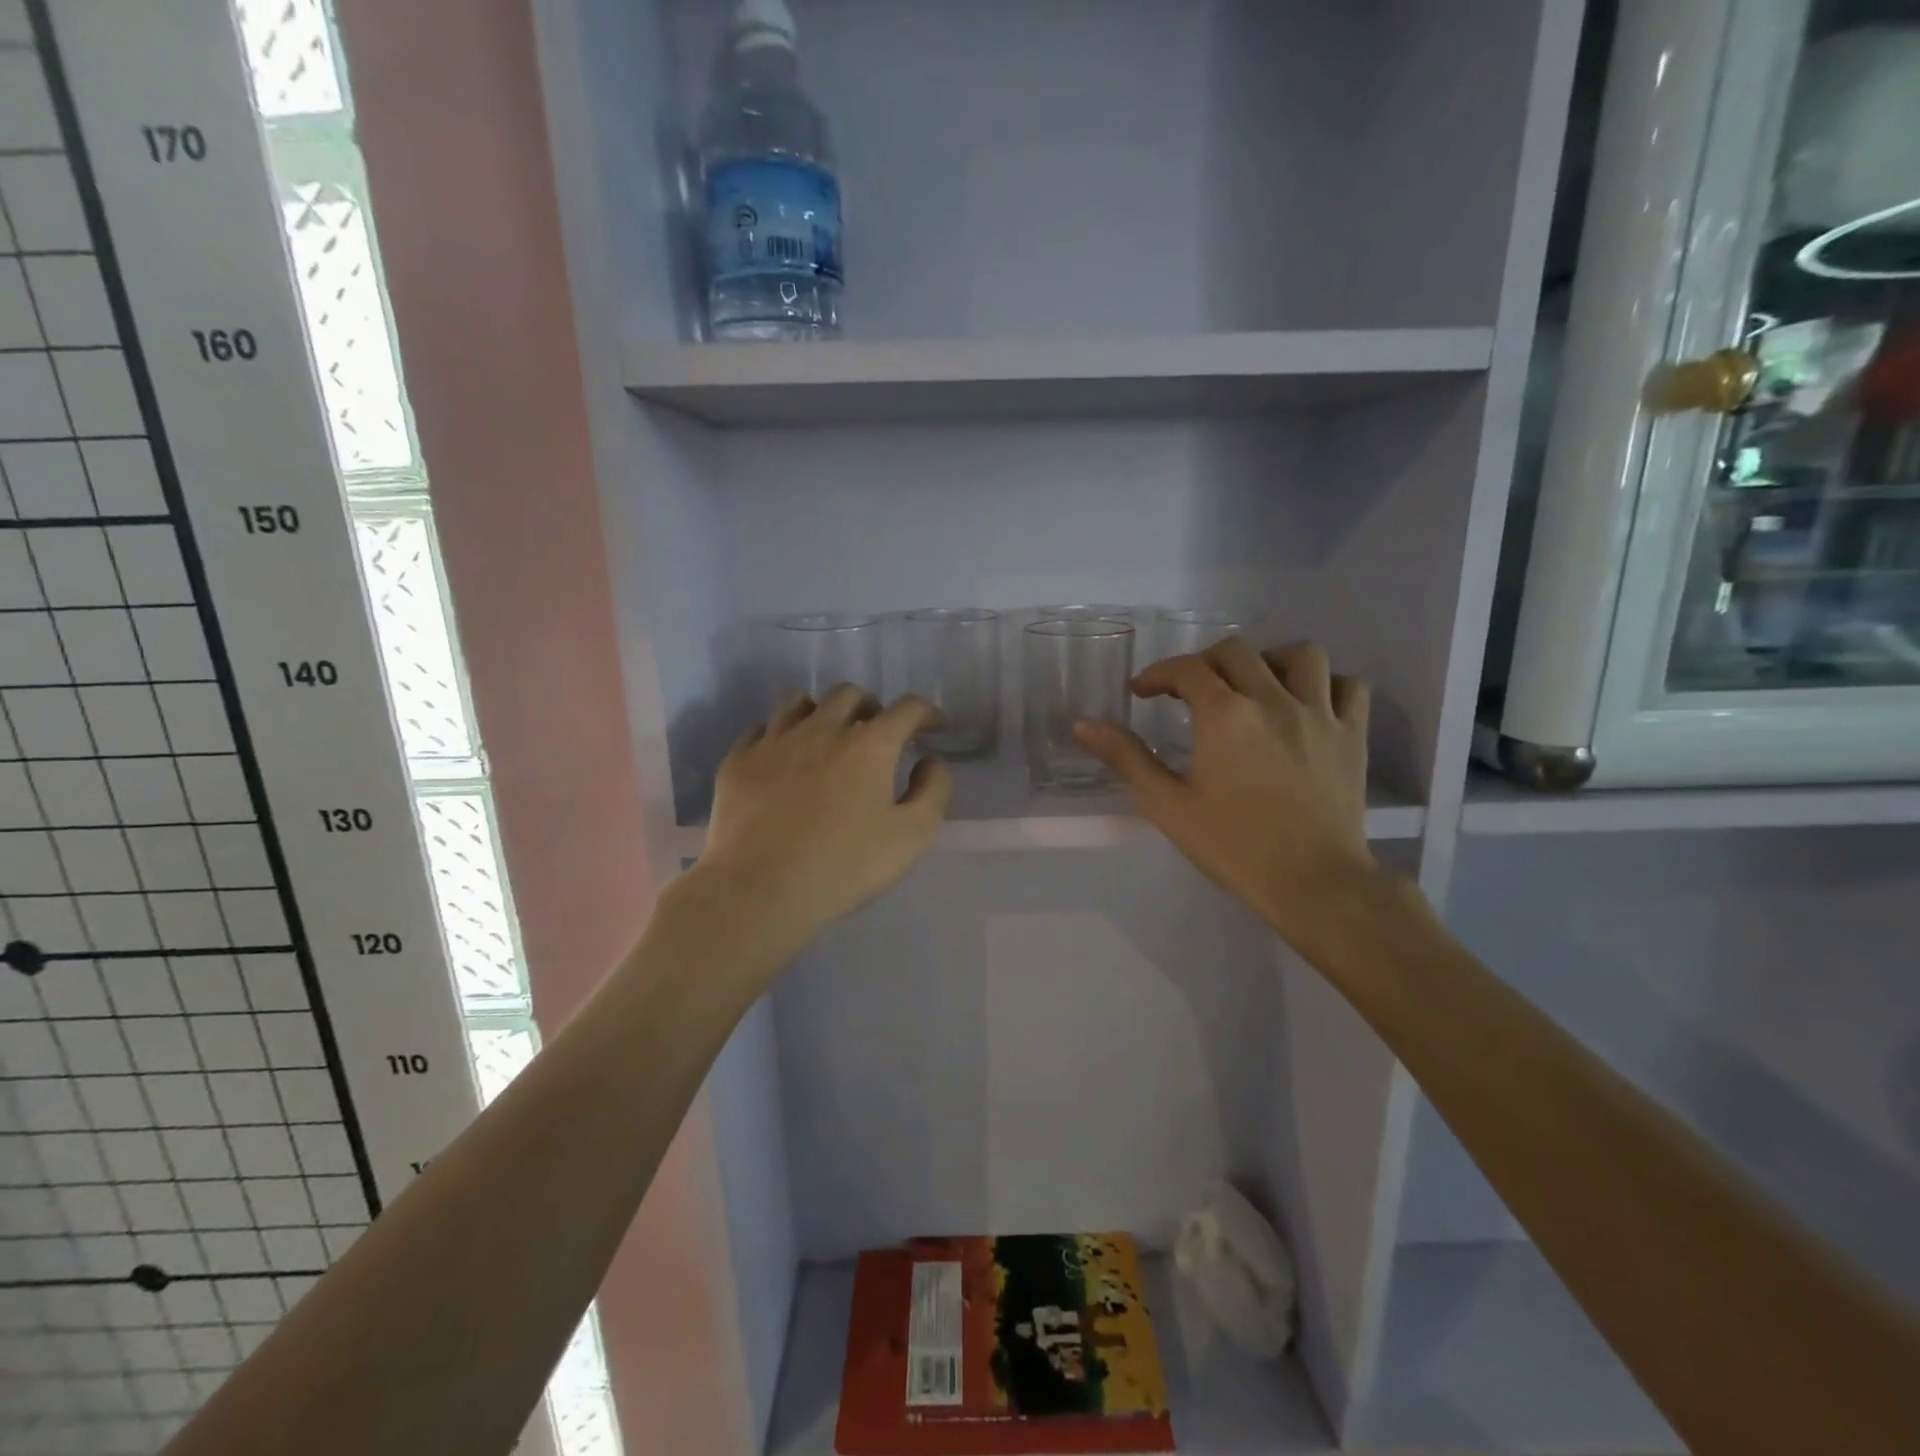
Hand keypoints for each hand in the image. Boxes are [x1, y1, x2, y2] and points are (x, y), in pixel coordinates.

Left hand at [692, 686, 953, 958]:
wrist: (759, 889)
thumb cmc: (844, 866)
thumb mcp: (913, 836)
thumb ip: (933, 791)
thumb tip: (930, 761)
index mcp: (869, 745)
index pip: (907, 709)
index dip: (926, 713)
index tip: (934, 727)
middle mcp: (821, 729)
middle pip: (849, 694)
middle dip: (871, 706)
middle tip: (877, 733)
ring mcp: (774, 741)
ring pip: (799, 702)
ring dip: (822, 711)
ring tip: (827, 734)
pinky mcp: (738, 761)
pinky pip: (761, 729)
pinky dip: (780, 734)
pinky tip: (783, 757)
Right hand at [1074, 639, 1380, 955]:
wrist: (1313, 883)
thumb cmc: (1234, 846)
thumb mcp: (1167, 805)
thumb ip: (1126, 758)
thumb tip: (1083, 724)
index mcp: (1225, 715)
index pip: (1186, 669)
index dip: (1158, 674)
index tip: (1143, 692)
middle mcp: (1273, 700)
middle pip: (1237, 651)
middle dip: (1204, 663)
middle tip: (1190, 692)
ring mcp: (1320, 714)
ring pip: (1302, 655)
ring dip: (1270, 660)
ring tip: (1254, 685)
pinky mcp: (1353, 735)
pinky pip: (1349, 687)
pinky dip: (1327, 685)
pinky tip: (1307, 705)